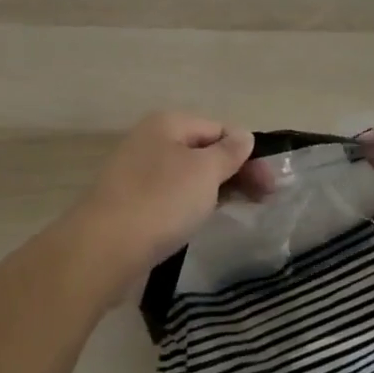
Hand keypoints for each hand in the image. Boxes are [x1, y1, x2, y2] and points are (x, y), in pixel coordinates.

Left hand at [64, 111, 261, 291]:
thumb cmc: (161, 201)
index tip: (270, 185)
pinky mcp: (132, 202)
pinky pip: (172, 195)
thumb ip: (228, 152)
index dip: (247, 153)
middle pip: (204, 150)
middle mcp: (151, 140)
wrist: (103, 248)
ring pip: (188, 174)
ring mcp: (138, 172)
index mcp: (167, 123)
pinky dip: (192, 203)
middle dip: (235, 171)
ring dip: (216, 188)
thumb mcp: (204, 172)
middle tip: (264, 200)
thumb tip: (243, 136)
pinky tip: (203, 219)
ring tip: (241, 209)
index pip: (219, 128)